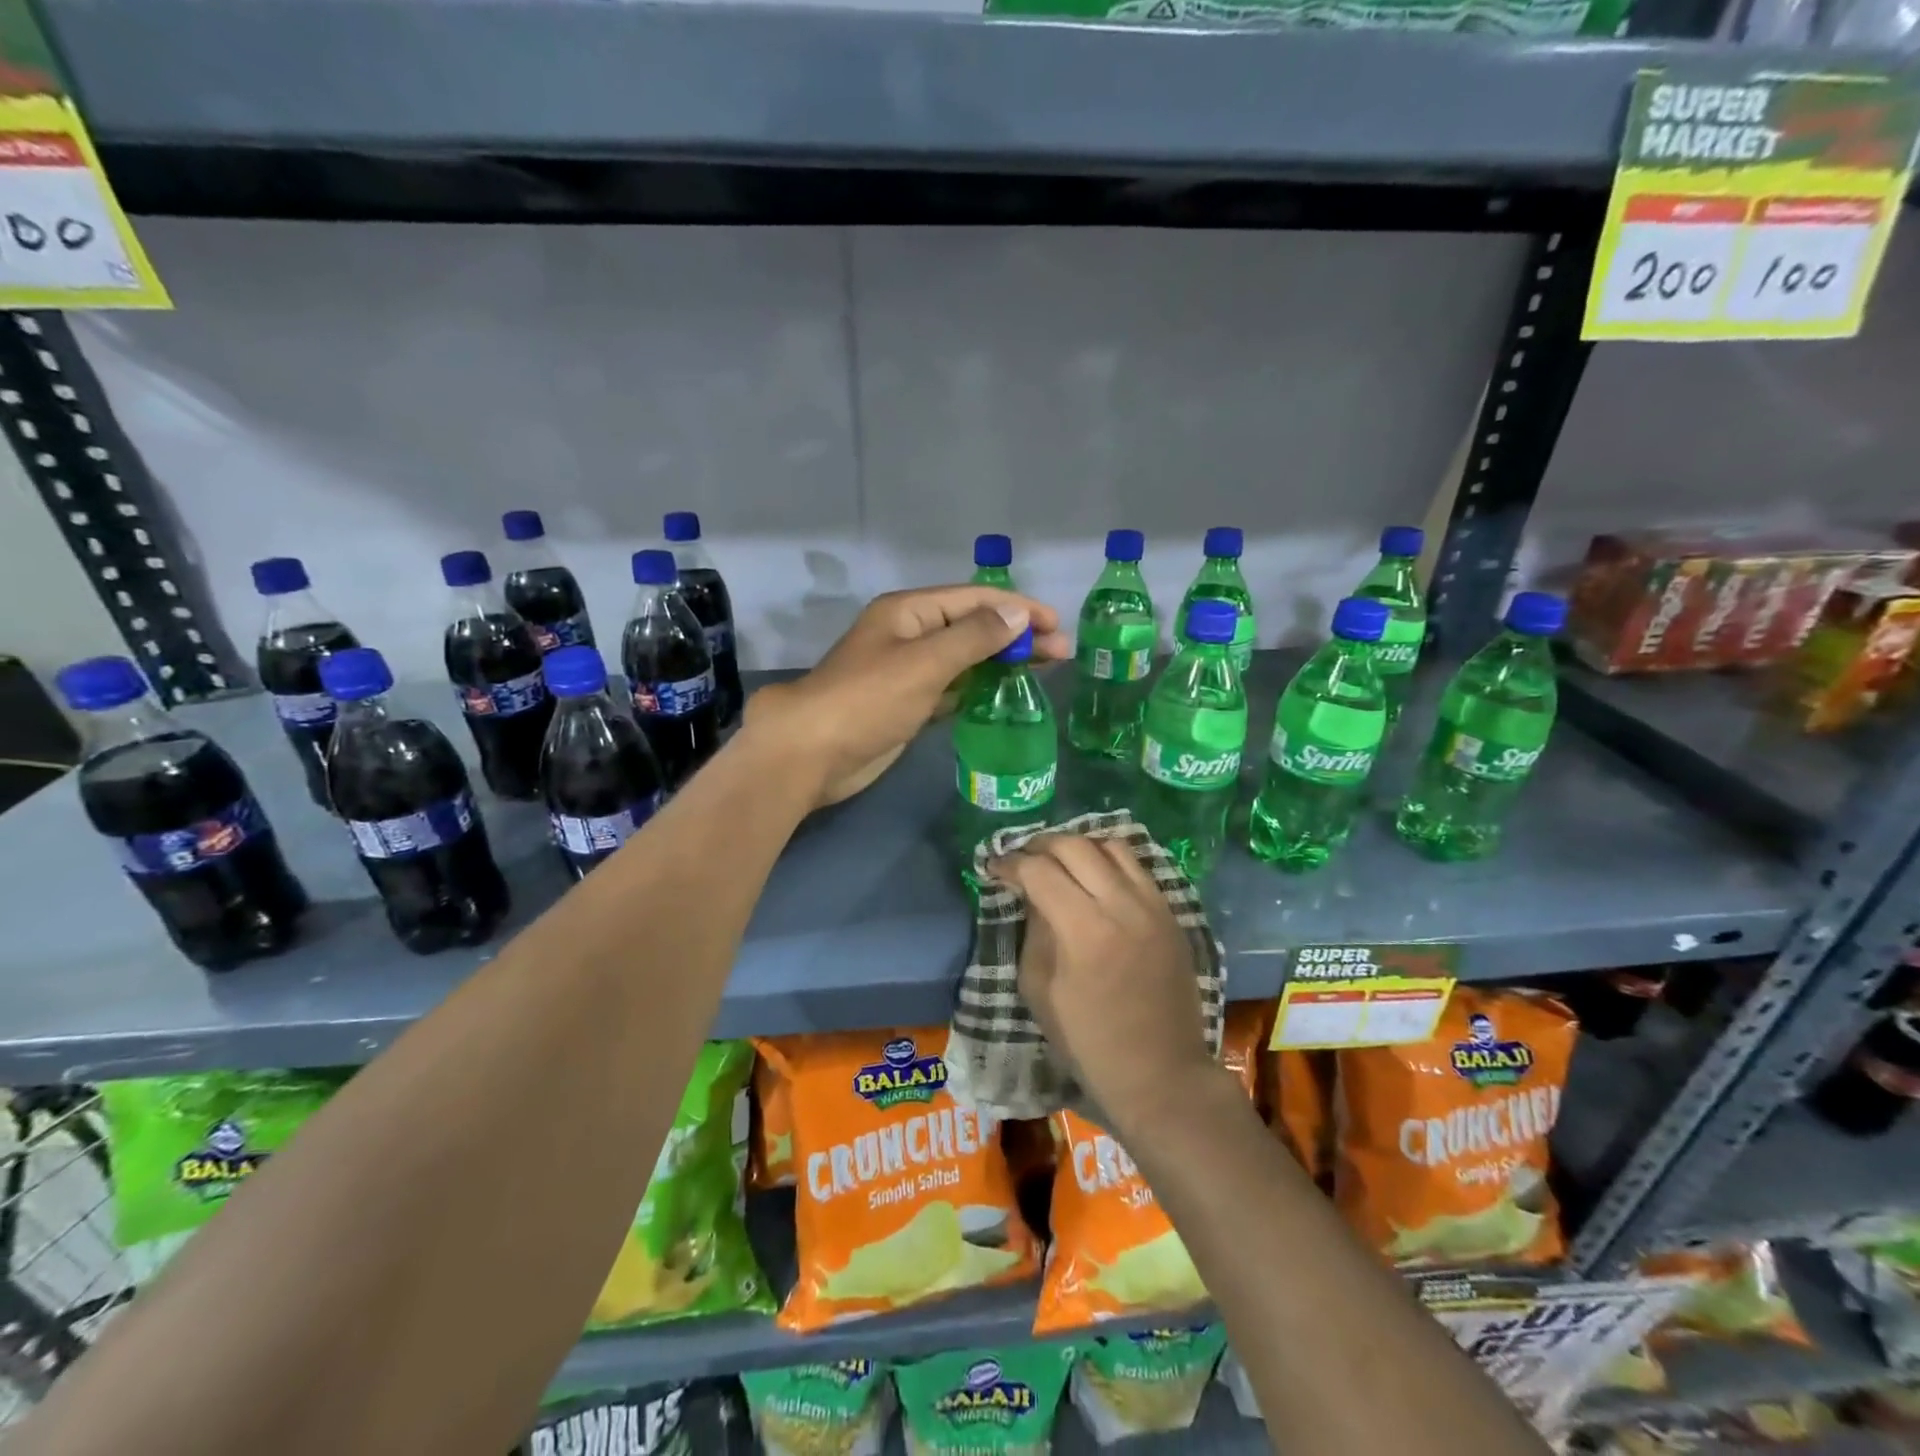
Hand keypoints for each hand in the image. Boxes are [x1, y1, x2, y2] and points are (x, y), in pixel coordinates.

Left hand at [744, 584, 1069, 807]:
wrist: (812, 753)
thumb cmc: (867, 699)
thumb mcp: (924, 662)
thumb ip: (973, 637)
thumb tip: (1016, 612)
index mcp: (910, 612)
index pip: (975, 599)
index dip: (1018, 608)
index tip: (1058, 625)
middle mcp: (911, 634)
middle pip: (974, 627)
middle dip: (1017, 636)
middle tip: (1062, 654)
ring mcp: (910, 671)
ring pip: (966, 659)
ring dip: (1003, 662)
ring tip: (1046, 671)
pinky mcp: (910, 704)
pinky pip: (954, 688)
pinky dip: (980, 688)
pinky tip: (1008, 695)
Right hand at [988, 835, 1217, 1136]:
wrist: (1160, 1073)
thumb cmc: (1087, 1042)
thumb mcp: (1039, 988)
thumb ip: (1033, 930)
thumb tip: (1029, 892)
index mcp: (1083, 930)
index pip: (1039, 870)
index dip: (1010, 863)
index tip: (994, 867)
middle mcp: (1122, 905)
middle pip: (1075, 845)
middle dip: (1040, 845)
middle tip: (1022, 859)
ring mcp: (1153, 905)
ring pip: (1111, 845)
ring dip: (1078, 846)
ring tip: (1058, 860)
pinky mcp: (1171, 913)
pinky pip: (1137, 867)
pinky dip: (1109, 860)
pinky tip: (1093, 876)